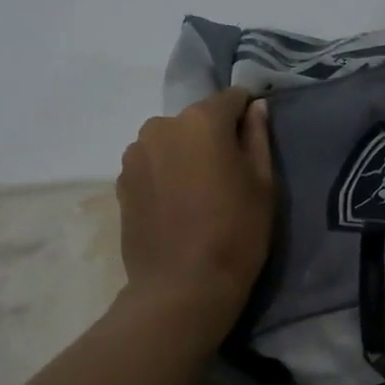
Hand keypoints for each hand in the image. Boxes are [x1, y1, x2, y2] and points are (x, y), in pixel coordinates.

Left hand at [117, 88, 273, 324]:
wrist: (182, 287)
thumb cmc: (236, 233)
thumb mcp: (263, 184)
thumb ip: (258, 137)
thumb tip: (256, 107)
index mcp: (202, 120)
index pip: (231, 98)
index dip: (246, 114)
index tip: (253, 140)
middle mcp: (162, 125)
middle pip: (196, 120)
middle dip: (212, 137)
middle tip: (227, 175)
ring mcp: (136, 153)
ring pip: (171, 142)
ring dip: (185, 156)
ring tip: (199, 195)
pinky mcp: (121, 181)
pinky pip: (152, 165)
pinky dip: (165, 175)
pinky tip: (177, 207)